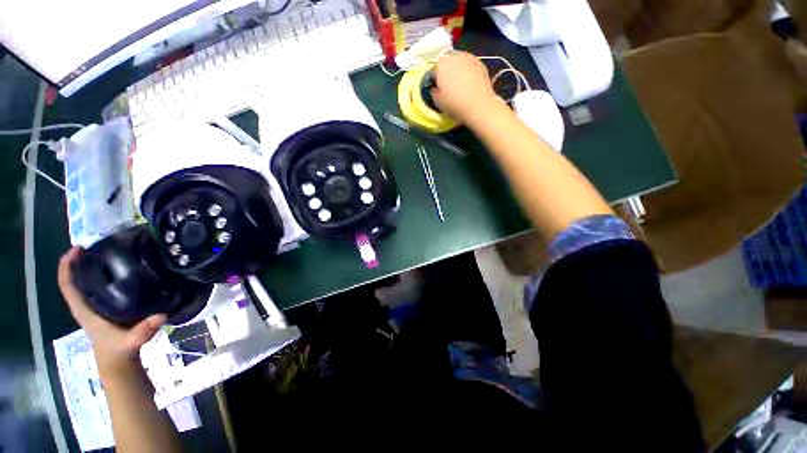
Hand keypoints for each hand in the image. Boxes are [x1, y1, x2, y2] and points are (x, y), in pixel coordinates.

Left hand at [58, 247, 165, 374]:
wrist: (118, 359)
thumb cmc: (119, 349)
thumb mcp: (131, 342)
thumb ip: (143, 331)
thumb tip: (161, 315)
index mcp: (84, 309)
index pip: (67, 285)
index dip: (67, 266)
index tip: (77, 249)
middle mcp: (85, 303)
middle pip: (75, 278)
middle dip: (81, 259)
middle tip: (99, 243)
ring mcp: (94, 304)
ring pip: (85, 280)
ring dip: (91, 264)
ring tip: (109, 250)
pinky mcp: (104, 304)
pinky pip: (97, 284)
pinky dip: (103, 272)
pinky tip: (119, 266)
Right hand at [431, 51, 501, 124]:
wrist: (479, 106)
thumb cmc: (455, 104)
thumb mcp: (437, 101)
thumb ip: (434, 91)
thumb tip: (435, 87)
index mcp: (440, 65)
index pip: (433, 69)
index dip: (433, 79)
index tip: (436, 87)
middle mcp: (454, 56)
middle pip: (446, 61)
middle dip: (445, 71)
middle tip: (447, 84)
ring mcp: (468, 57)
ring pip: (458, 60)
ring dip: (457, 68)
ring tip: (459, 82)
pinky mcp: (480, 62)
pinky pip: (469, 64)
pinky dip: (467, 70)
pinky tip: (468, 81)